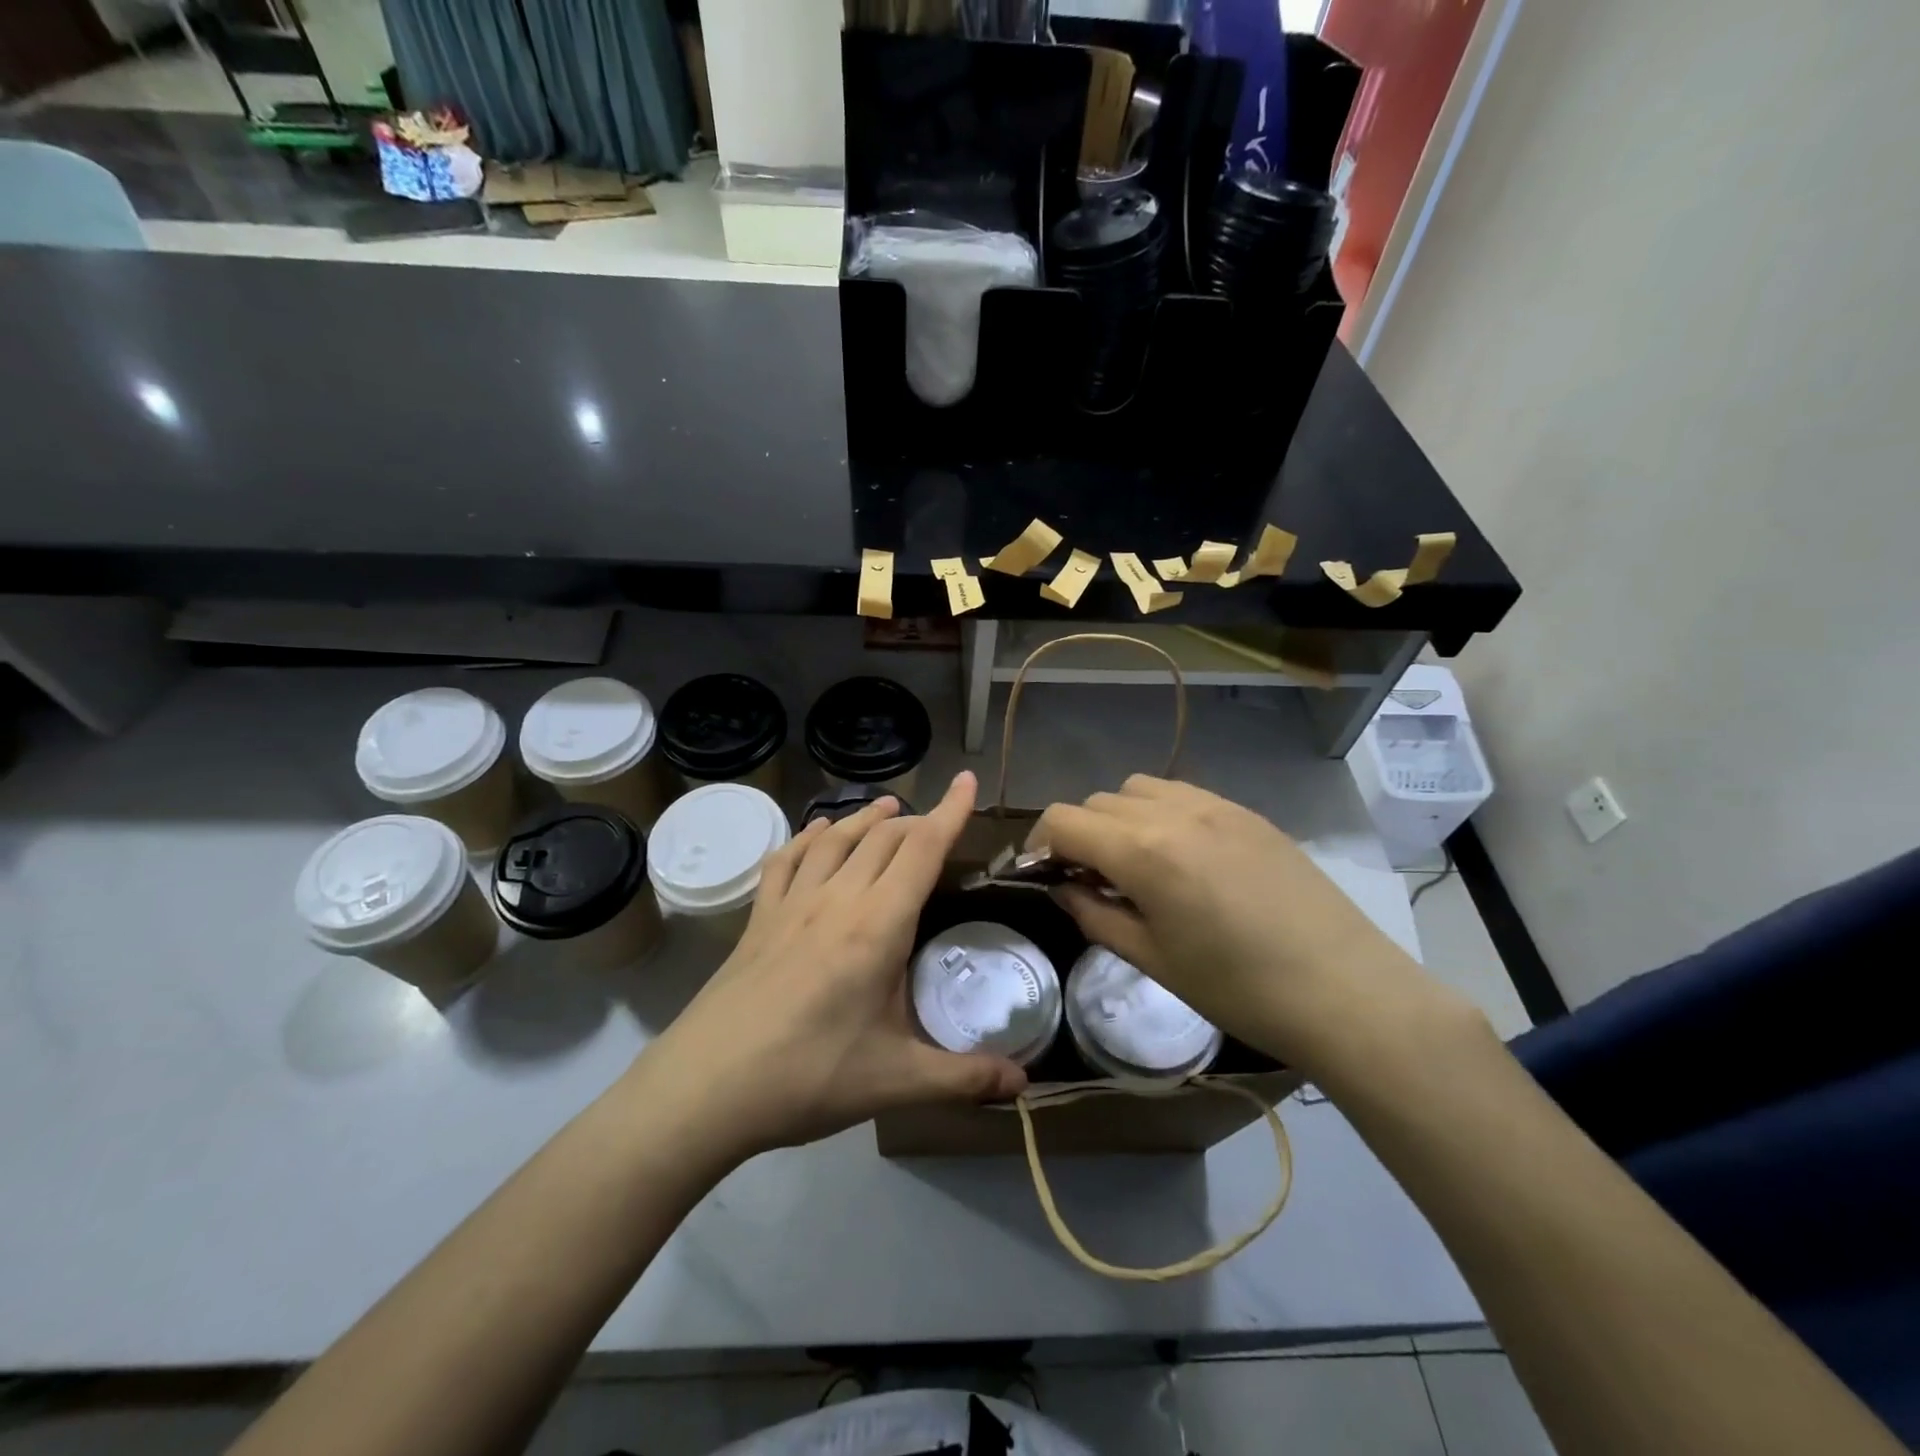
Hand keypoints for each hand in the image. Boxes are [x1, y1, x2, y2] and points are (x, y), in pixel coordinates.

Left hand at [642, 771, 1026, 1160]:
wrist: (705, 1088)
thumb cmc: (808, 1078)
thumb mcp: (896, 1082)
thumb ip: (964, 1077)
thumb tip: (1024, 1083)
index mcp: (878, 925)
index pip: (922, 850)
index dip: (950, 812)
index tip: (968, 781)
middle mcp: (837, 899)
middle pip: (883, 837)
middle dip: (916, 820)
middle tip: (937, 823)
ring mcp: (791, 904)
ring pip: (836, 839)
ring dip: (865, 817)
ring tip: (887, 806)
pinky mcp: (758, 918)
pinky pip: (786, 859)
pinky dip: (808, 837)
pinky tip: (816, 835)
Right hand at [1028, 776, 1470, 1079]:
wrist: (1345, 990)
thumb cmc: (1239, 988)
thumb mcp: (1153, 960)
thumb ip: (1095, 915)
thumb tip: (1064, 889)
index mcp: (1143, 851)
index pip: (1063, 820)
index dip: (1039, 845)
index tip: (1043, 876)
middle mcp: (1174, 811)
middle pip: (1097, 801)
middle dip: (1080, 834)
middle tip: (1091, 880)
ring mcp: (1215, 805)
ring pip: (1139, 788)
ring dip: (1120, 817)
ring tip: (1137, 863)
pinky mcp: (1247, 812)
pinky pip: (1183, 793)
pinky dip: (1161, 813)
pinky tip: (1183, 856)